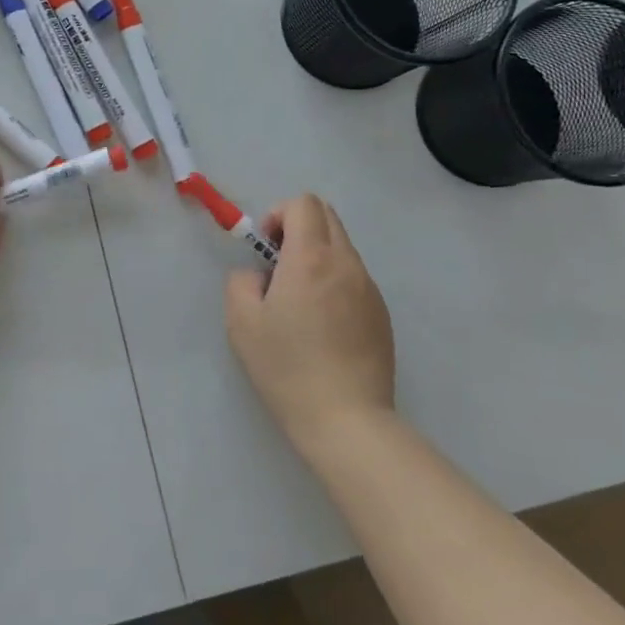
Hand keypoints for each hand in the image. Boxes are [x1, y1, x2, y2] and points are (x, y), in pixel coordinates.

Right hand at [225, 194, 395, 449]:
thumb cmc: (287, 367)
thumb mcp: (241, 322)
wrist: (347, 421)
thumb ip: (242, 281)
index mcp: (311, 258)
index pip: (304, 204)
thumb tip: (260, 275)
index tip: (267, 250)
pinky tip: (324, 325)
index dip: (279, 215)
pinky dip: (335, 281)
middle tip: (279, 266)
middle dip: (298, 227)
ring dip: (317, 255)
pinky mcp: (382, 314)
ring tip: (300, 301)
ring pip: (342, 247)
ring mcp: (370, 288)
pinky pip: (355, 277)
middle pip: (327, 216)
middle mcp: (346, 263)